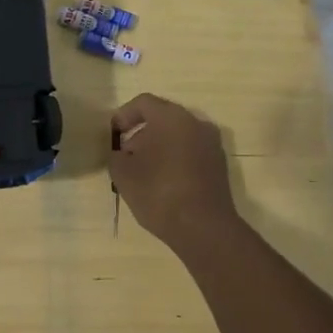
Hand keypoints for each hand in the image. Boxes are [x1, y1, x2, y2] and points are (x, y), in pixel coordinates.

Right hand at [109, 94, 240, 254]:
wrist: (204, 228)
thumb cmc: (159, 193)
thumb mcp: (123, 174)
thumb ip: (116, 156)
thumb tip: (121, 154)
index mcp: (172, 117)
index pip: (143, 103)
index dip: (124, 115)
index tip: (113, 134)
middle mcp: (196, 123)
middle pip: (162, 118)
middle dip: (141, 133)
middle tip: (126, 155)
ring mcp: (212, 144)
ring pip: (178, 135)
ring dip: (158, 147)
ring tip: (143, 172)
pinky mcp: (219, 165)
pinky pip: (191, 151)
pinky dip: (175, 158)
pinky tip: (163, 182)